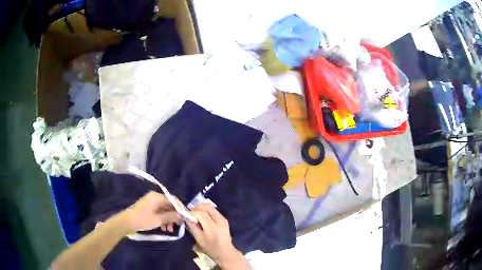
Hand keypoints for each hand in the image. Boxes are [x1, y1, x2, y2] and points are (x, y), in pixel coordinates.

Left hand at [121, 191, 182, 233]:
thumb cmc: (143, 219)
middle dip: (174, 216)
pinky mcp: (148, 208)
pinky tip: (164, 228)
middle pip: (169, 205)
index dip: (181, 208)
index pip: (174, 200)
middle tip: (178, 225)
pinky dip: (163, 219)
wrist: (127, 222)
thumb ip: (171, 216)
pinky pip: (159, 212)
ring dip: (169, 219)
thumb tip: (182, 215)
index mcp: (157, 197)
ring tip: (170, 230)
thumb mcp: (159, 219)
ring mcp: (151, 202)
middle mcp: (155, 197)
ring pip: (164, 210)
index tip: (186, 218)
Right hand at [186, 204, 248, 268]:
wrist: (225, 252)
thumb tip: (186, 216)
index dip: (192, 212)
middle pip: (207, 206)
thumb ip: (192, 226)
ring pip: (211, 207)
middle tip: (191, 213)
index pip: (200, 213)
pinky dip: (207, 211)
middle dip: (197, 207)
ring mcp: (223, 219)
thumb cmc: (210, 247)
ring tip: (197, 214)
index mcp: (212, 227)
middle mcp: (219, 220)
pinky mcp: (224, 220)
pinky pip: (214, 211)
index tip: (187, 215)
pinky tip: (203, 217)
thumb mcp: (198, 238)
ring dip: (202, 208)